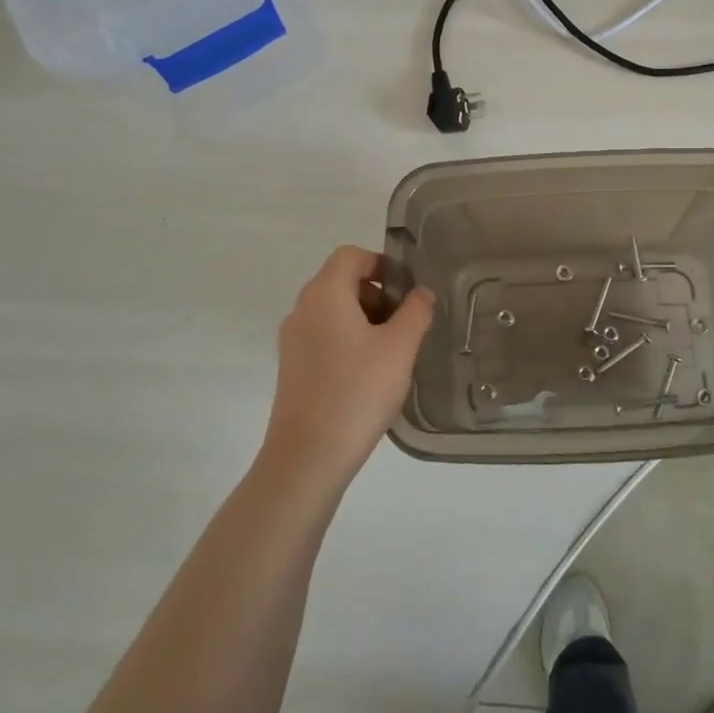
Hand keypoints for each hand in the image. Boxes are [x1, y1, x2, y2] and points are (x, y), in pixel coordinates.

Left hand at [262, 246, 434, 490]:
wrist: (308, 456)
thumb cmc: (357, 391)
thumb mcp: (399, 348)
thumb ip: (416, 312)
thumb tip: (421, 293)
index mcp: (325, 294)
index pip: (351, 255)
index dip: (382, 263)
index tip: (407, 289)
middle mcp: (302, 309)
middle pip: (341, 280)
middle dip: (377, 292)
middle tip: (405, 321)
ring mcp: (293, 340)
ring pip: (333, 310)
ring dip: (365, 317)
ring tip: (392, 350)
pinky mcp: (292, 367)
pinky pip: (324, 335)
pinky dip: (349, 338)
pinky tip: (369, 371)